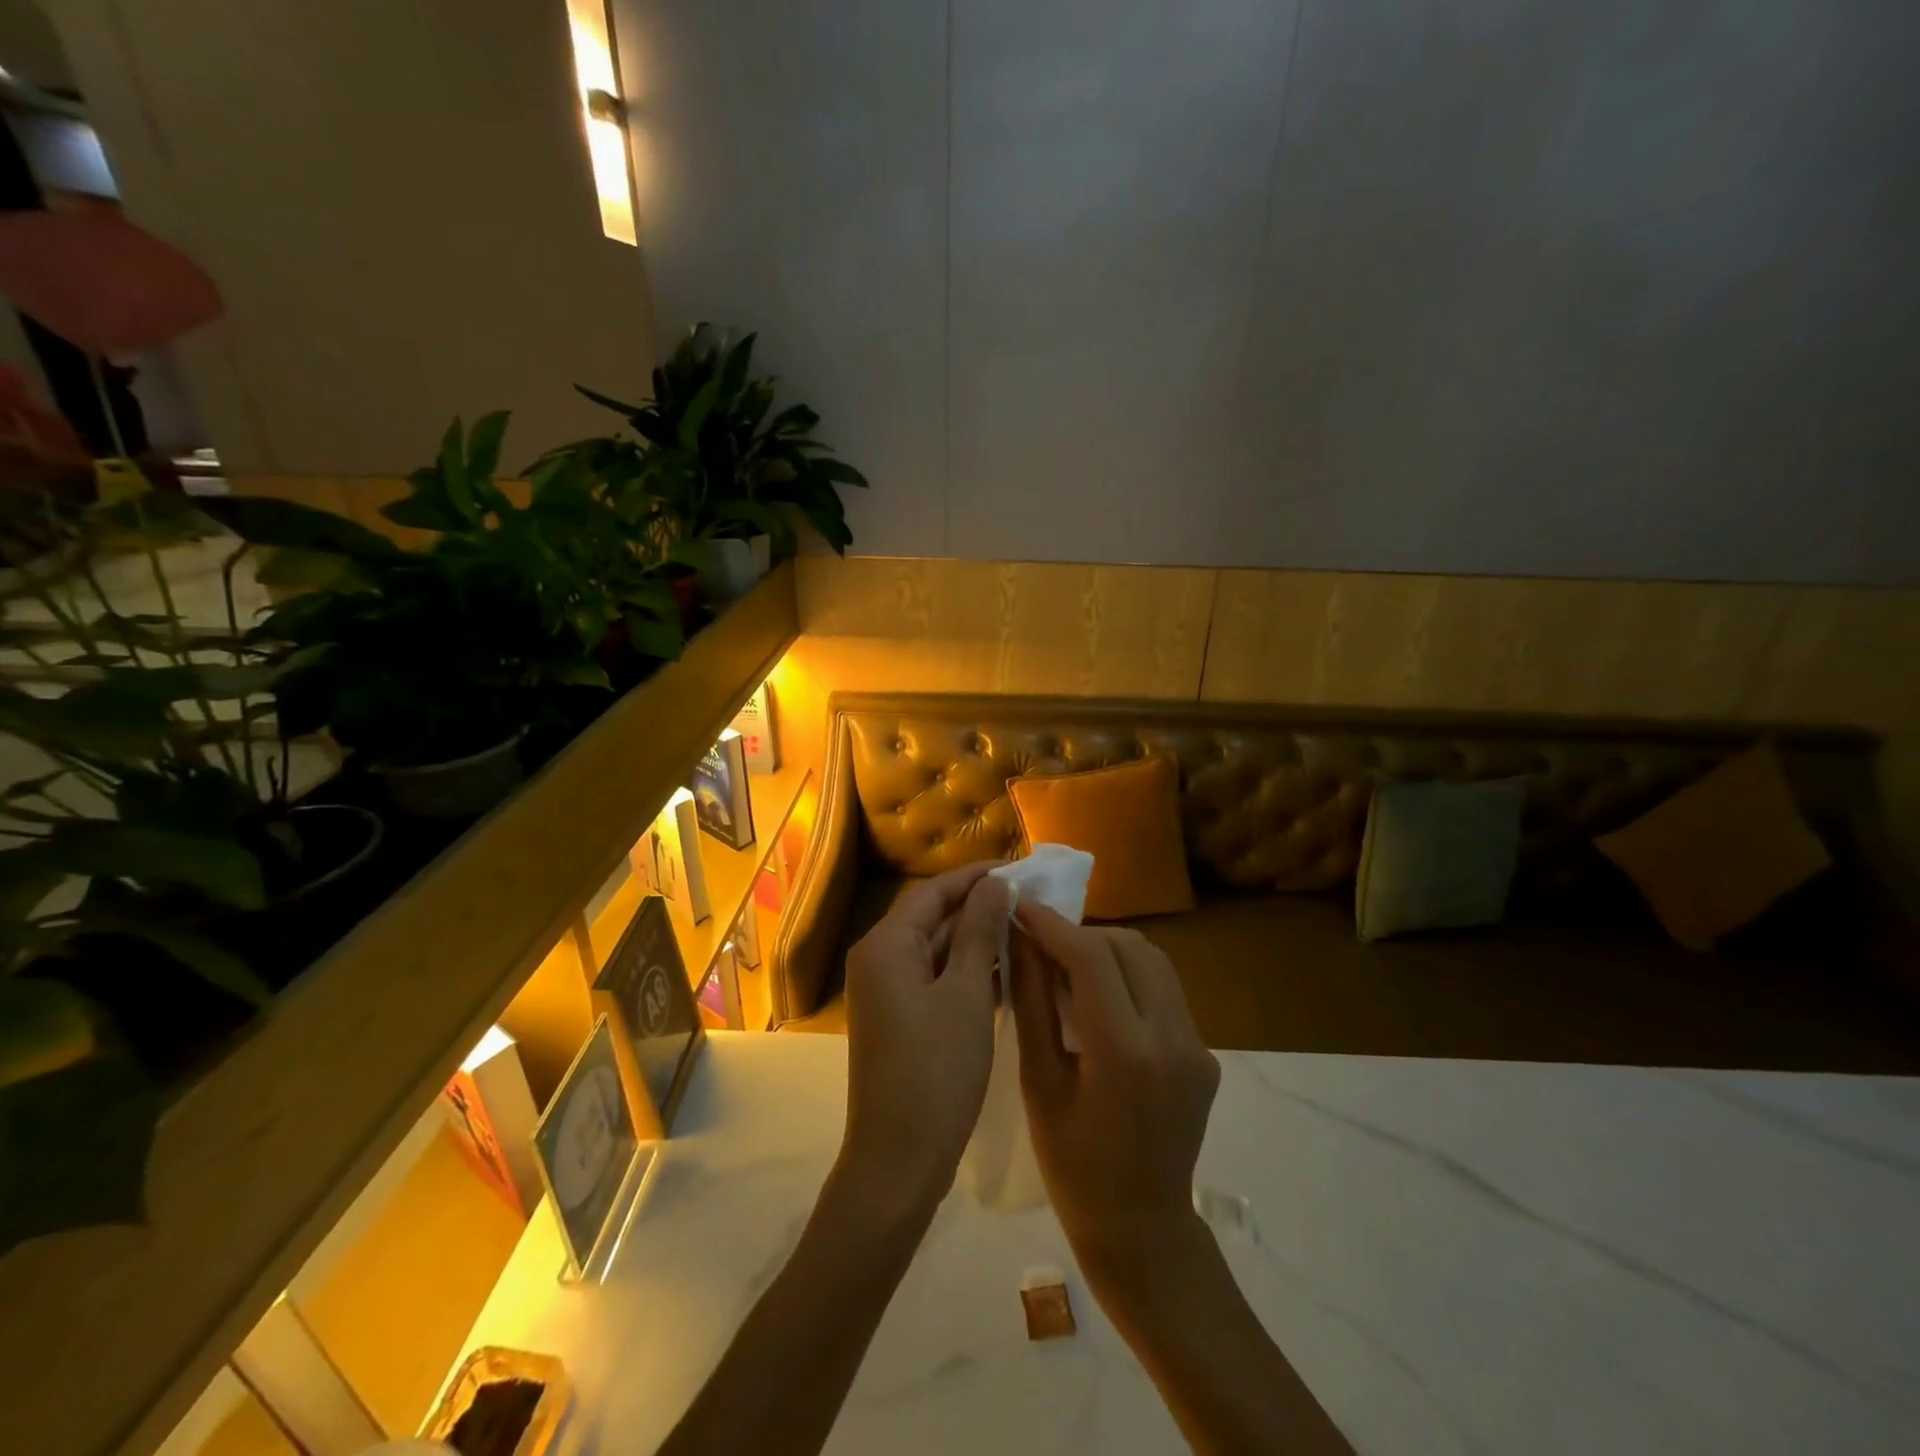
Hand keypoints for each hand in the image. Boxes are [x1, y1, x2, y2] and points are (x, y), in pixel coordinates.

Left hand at [838, 863, 1010, 1220]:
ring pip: (936, 948)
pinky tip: (1007, 969)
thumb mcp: (966, 994)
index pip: (933, 892)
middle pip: (932, 917)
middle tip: (1030, 897)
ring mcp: (887, 990)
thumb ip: (979, 932)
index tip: (1019, 867)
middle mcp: (879, 959)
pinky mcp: (899, 1017)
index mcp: (886, 945)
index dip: (976, 877)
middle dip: (979, 906)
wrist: (899, 1159)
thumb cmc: (936, 1070)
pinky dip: (966, 970)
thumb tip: (994, 885)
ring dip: (976, 938)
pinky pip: (935, 977)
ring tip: (1027, 927)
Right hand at [1009, 903, 1220, 1301]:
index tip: (1020, 906)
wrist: (1143, 1231)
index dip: (1053, 924)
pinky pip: (1165, 989)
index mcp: (1125, 1052)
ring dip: (1108, 948)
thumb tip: (1021, 941)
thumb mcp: (1040, 1084)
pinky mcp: (1204, 1052)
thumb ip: (1033, 1004)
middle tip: (1041, 943)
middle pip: (1128, 946)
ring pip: (1153, 960)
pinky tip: (1100, 996)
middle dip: (1080, 933)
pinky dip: (1129, 974)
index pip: (1092, 956)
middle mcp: (1172, 1038)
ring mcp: (1197, 1045)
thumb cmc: (1073, 1167)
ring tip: (1068, 965)